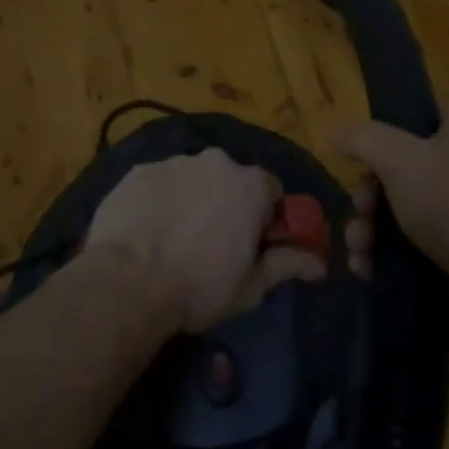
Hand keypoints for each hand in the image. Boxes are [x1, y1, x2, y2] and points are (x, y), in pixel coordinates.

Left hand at [86, 149, 298, 332]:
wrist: (128, 281)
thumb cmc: (199, 287)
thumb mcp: (251, 286)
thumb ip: (287, 265)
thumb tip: (320, 263)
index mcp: (250, 185)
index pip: (270, 189)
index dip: (264, 216)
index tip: (252, 242)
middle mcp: (216, 162)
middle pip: (230, 179)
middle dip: (227, 203)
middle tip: (212, 243)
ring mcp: (174, 163)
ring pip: (193, 178)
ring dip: (192, 199)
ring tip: (173, 239)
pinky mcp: (139, 171)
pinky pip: (159, 183)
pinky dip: (158, 200)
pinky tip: (146, 231)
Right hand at [336, 104, 448, 301]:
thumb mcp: (400, 159)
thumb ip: (363, 139)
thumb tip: (337, 133)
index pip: (412, 113)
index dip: (380, 134)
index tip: (356, 159)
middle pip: (398, 166)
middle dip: (368, 196)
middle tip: (360, 214)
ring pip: (401, 207)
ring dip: (370, 229)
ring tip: (359, 252)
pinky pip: (413, 242)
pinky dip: (387, 254)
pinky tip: (367, 271)